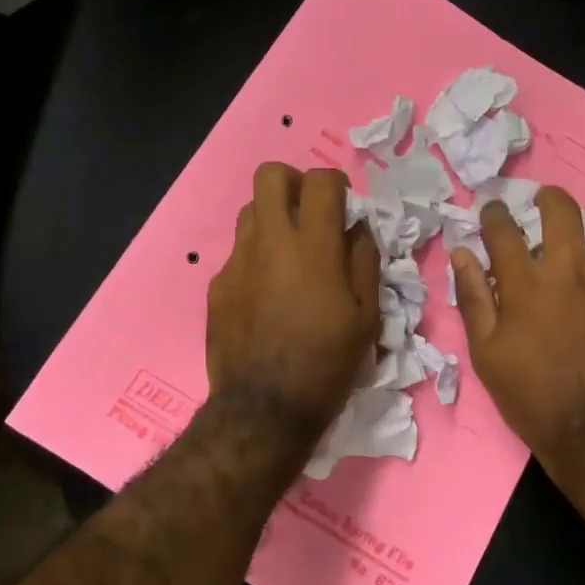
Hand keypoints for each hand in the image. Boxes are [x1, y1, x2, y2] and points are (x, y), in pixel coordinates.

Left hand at [207, 163, 378, 448]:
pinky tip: (267, 295)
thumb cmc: (327, 363)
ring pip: (250, 211)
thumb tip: (356, 228)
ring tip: (289, 255)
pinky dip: (257, 259)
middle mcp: (270, 241)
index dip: (337, 185)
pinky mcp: (218, 285)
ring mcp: (238, 261)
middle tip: (309, 213)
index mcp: (313, 246)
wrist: (264, 409)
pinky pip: (238, 253)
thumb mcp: (367, 317)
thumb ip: (365, 261)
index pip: (321, 181)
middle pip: (270, 175)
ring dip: (273, 219)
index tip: (343, 207)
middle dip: (293, 183)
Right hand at [450, 186, 584, 458]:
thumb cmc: (529, 394)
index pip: (505, 231)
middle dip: (550, 198)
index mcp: (525, 286)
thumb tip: (461, 254)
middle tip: (546, 200)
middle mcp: (569, 274)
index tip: (494, 210)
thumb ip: (473, 298)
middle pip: (562, 213)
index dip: (496, 213)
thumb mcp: (485, 352)